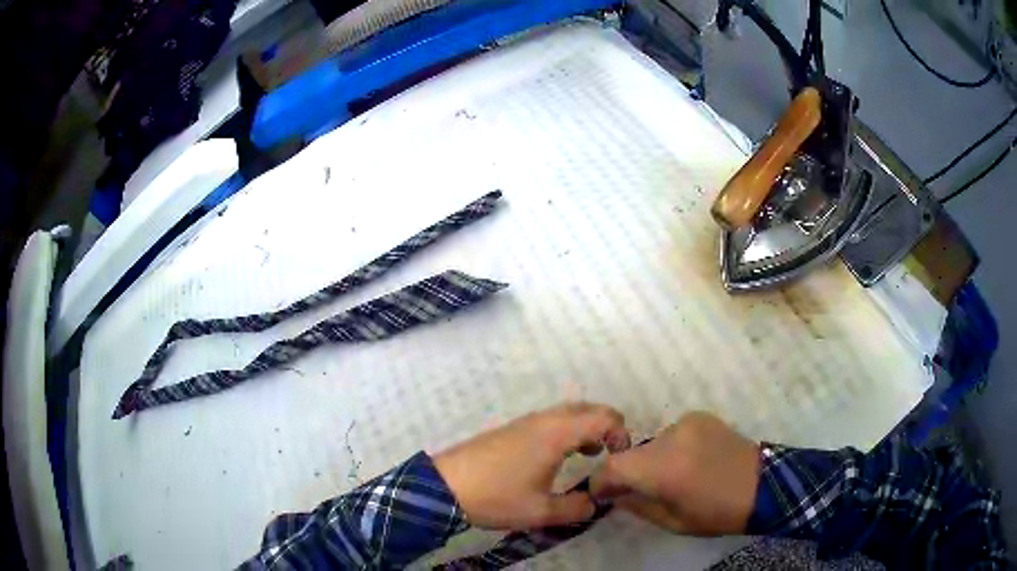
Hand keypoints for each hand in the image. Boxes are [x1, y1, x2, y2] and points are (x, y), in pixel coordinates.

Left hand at [432, 402, 629, 529]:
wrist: (445, 486)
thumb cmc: (496, 496)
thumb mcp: (540, 511)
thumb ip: (576, 508)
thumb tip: (593, 503)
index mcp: (557, 433)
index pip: (604, 417)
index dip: (621, 433)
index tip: (622, 458)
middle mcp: (545, 419)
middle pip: (588, 409)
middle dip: (607, 427)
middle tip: (612, 454)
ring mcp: (526, 421)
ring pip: (568, 413)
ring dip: (586, 428)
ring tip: (590, 455)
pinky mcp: (512, 428)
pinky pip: (550, 420)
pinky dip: (567, 431)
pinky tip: (558, 456)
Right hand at [589, 412, 759, 535]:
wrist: (761, 485)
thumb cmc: (716, 513)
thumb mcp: (671, 521)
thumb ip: (636, 505)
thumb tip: (614, 495)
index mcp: (663, 469)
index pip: (613, 467)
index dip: (601, 481)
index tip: (603, 494)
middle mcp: (671, 438)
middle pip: (632, 454)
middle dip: (629, 473)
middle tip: (639, 491)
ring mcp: (687, 423)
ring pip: (651, 444)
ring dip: (652, 460)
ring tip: (673, 476)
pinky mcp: (699, 416)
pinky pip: (671, 434)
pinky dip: (671, 448)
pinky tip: (691, 461)